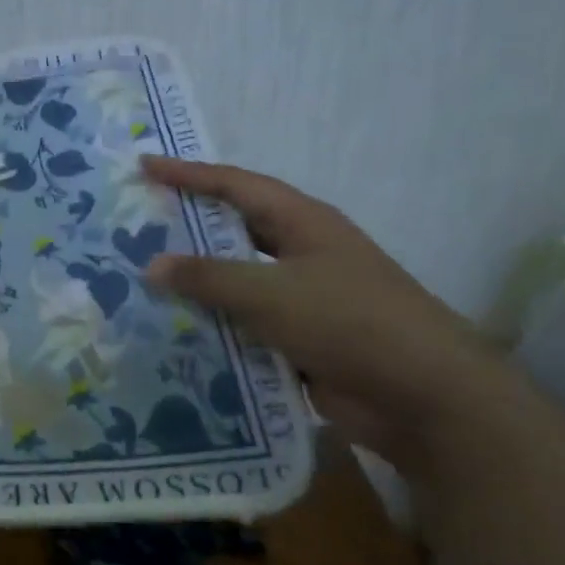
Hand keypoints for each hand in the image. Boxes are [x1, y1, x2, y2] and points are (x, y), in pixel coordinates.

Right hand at [141, 156, 518, 474]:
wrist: (427, 399)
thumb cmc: (348, 322)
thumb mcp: (269, 292)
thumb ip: (207, 277)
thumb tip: (152, 265)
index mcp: (302, 222)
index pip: (235, 185)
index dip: (188, 173)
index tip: (144, 164)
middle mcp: (303, 252)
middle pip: (235, 230)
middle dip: (188, 227)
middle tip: (137, 224)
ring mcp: (306, 297)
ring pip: (238, 281)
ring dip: (198, 283)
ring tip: (144, 280)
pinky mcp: (304, 340)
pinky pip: (247, 324)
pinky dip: (216, 325)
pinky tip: (176, 332)